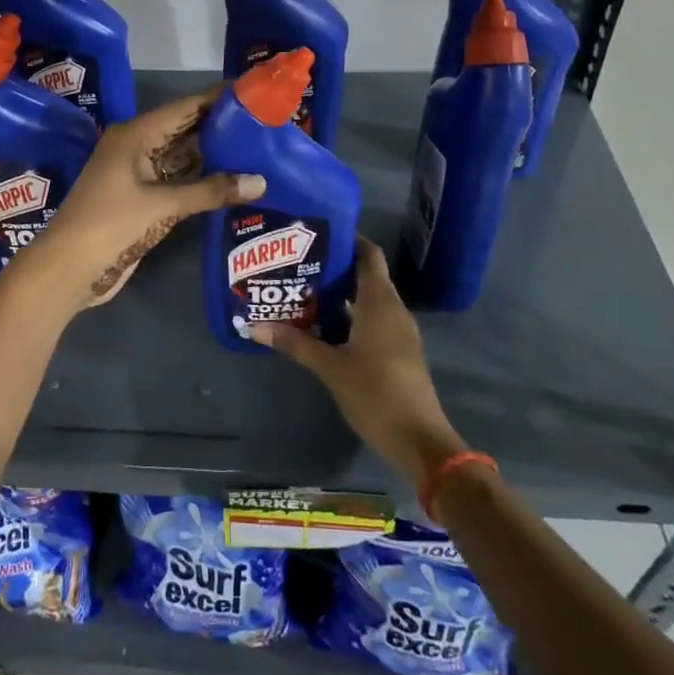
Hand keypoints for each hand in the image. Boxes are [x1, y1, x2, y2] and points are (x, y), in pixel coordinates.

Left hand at [28, 87, 265, 310]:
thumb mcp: (162, 205)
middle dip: (221, 125)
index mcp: (135, 134)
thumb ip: (211, 191)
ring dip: (214, 154)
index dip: (218, 98)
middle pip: (185, 129)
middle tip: (264, 120)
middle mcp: (136, 146)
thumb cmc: (110, 225)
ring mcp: (138, 174)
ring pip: (182, 155)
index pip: (185, 107)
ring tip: (257, 146)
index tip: (253, 90)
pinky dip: (201, 178)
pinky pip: (177, 180)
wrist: (68, 269)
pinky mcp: (142, 199)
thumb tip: (261, 182)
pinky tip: (232, 179)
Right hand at [251, 237, 465, 492]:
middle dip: (335, 267)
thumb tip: (254, 325)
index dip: (348, 240)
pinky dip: (351, 315)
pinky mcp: (398, 351)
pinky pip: (373, 320)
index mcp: (380, 302)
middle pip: (366, 275)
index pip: (369, 254)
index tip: (318, 233)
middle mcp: (393, 309)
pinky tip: (323, 325)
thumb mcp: (330, 367)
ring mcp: (399, 331)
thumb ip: (295, 343)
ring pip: (369, 299)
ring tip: (304, 289)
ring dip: (341, 294)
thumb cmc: (376, 394)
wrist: (419, 440)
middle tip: (299, 262)